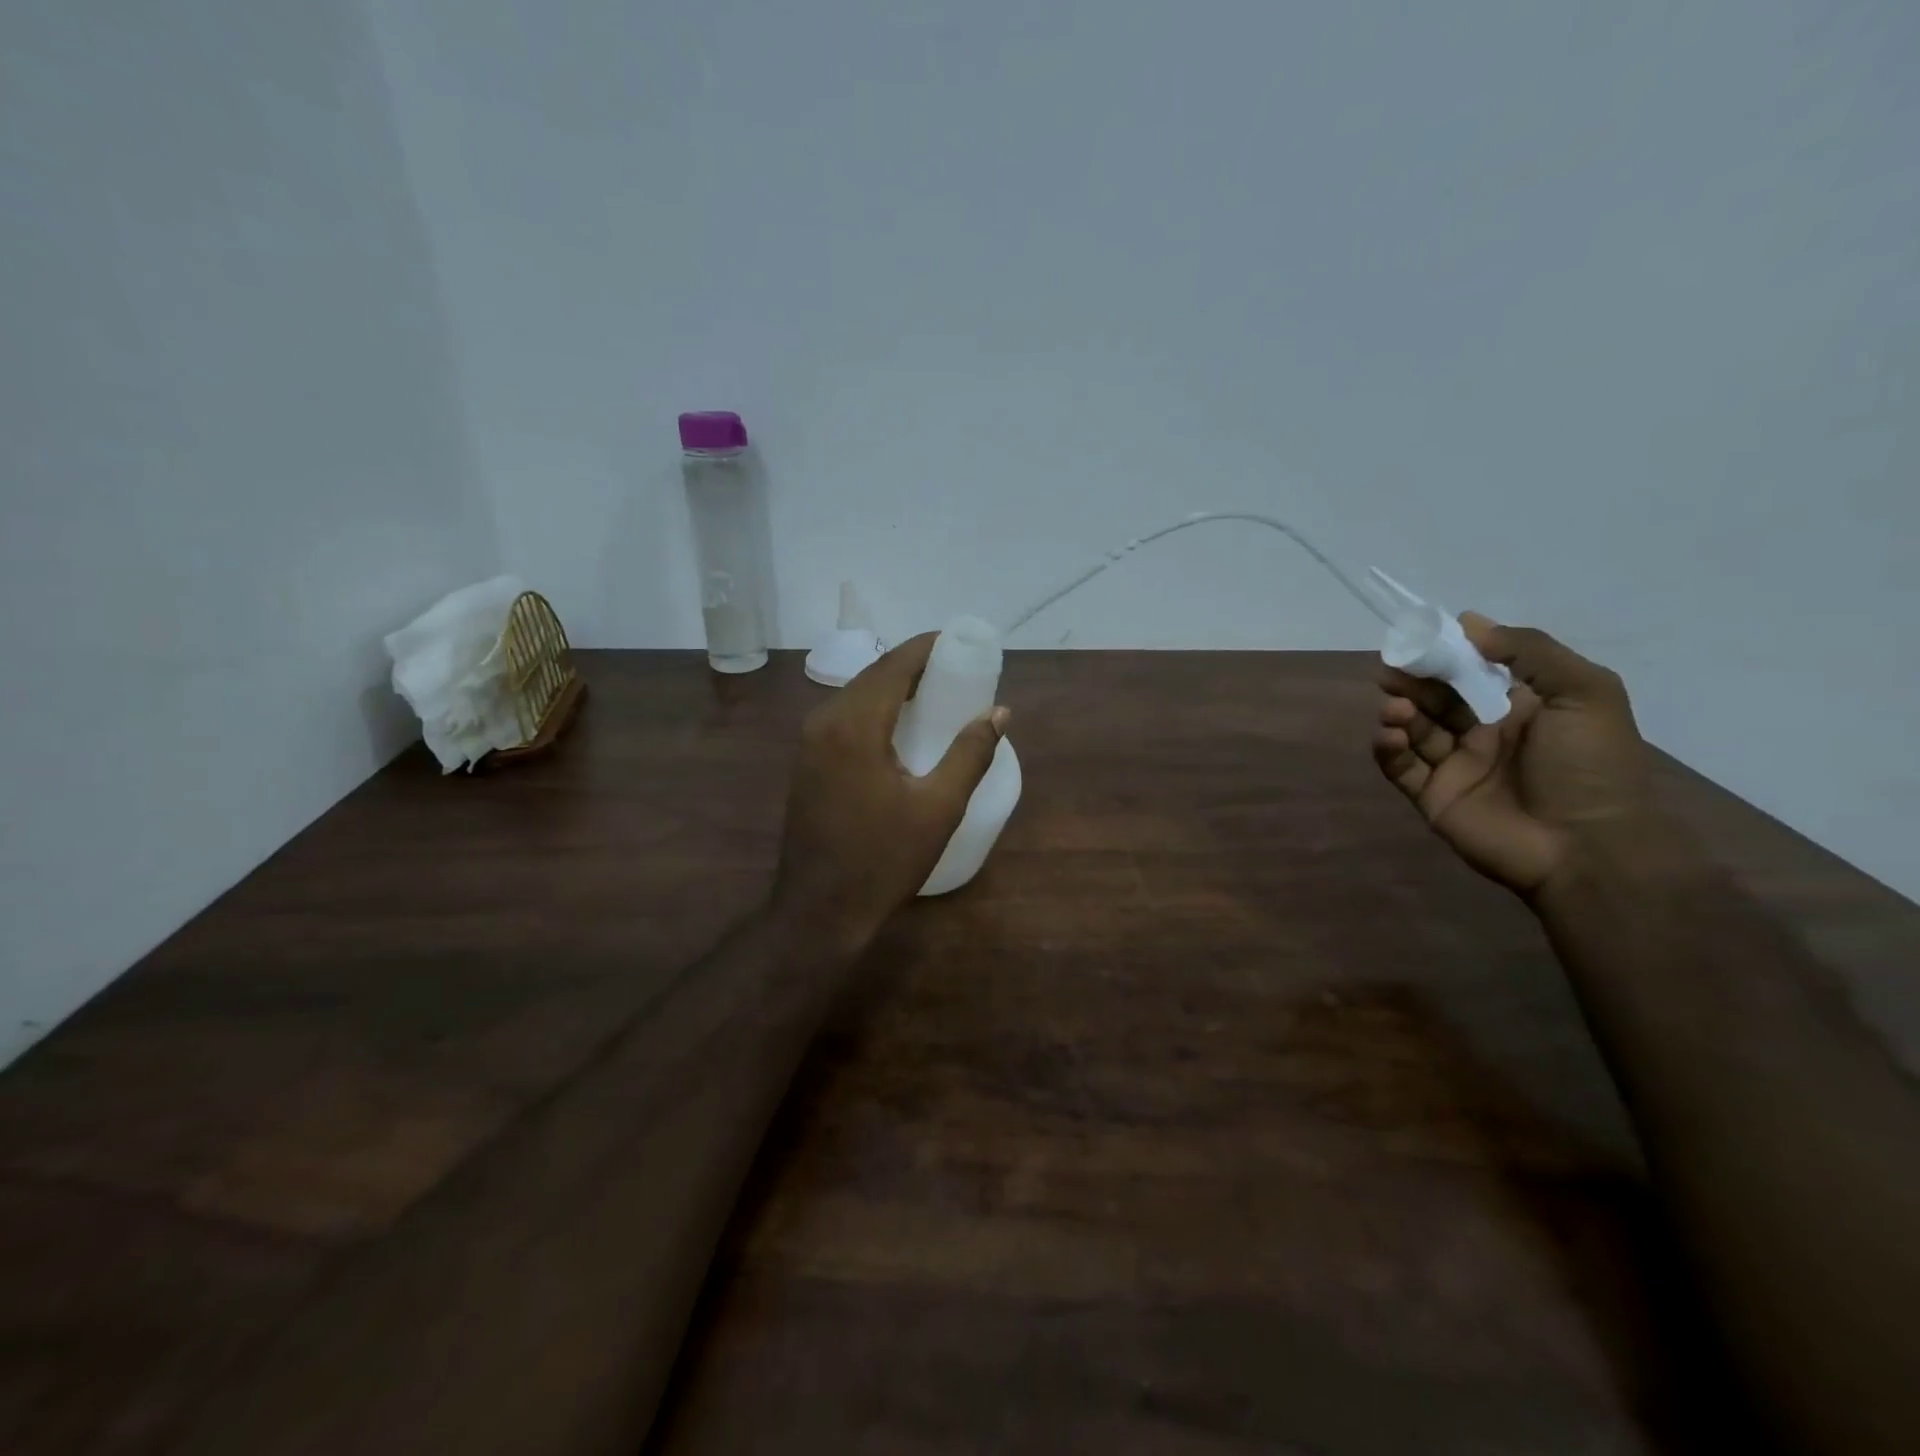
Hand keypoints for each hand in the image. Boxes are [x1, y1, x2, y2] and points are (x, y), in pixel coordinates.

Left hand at [774, 633, 1008, 950]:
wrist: (820, 910)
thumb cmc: (884, 860)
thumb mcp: (939, 808)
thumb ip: (971, 753)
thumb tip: (998, 712)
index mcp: (854, 724)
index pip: (895, 665)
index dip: (928, 648)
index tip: (962, 643)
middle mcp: (824, 721)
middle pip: (874, 675)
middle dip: (914, 665)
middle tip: (957, 670)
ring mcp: (809, 742)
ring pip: (857, 694)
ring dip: (894, 686)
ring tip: (936, 693)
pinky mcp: (807, 761)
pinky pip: (845, 716)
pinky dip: (876, 708)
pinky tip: (901, 725)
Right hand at [1372, 615, 1652, 897]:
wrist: (1587, 846)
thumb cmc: (1590, 765)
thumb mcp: (1583, 692)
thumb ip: (1529, 651)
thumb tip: (1469, 623)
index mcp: (1520, 709)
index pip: (1472, 672)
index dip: (1446, 655)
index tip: (1418, 639)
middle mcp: (1484, 734)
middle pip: (1436, 698)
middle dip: (1412, 681)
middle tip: (1390, 670)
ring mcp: (1456, 766)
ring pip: (1414, 730)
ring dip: (1399, 713)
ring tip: (1395, 708)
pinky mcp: (1432, 796)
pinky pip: (1400, 767)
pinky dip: (1388, 748)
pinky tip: (1391, 736)